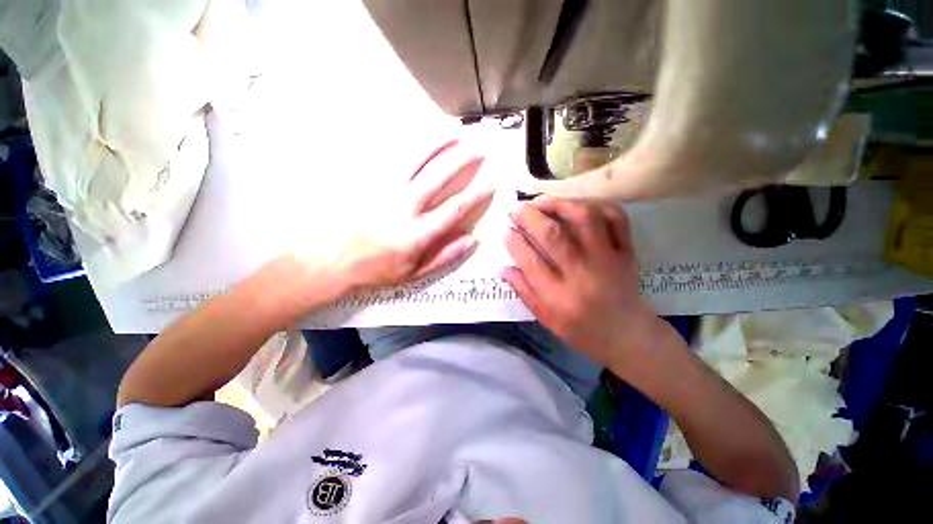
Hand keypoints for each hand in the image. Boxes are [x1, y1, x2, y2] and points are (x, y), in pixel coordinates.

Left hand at [336, 141, 493, 291]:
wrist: (337, 261)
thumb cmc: (379, 270)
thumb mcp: (415, 273)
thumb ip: (444, 256)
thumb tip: (471, 240)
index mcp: (417, 233)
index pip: (453, 209)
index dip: (474, 196)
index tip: (490, 184)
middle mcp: (404, 207)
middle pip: (437, 176)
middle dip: (461, 160)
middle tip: (478, 150)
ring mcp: (386, 191)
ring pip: (416, 160)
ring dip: (438, 145)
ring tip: (455, 135)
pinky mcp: (373, 184)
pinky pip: (395, 160)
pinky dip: (413, 148)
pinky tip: (424, 141)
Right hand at [501, 197, 666, 363]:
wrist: (628, 335)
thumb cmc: (582, 331)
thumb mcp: (546, 319)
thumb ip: (524, 292)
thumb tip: (503, 268)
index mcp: (559, 297)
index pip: (530, 261)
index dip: (514, 241)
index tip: (505, 230)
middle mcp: (583, 274)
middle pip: (553, 235)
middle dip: (529, 216)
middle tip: (515, 208)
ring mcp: (608, 259)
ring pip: (585, 219)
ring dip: (560, 204)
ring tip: (542, 201)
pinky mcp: (626, 251)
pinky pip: (615, 218)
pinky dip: (595, 205)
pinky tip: (576, 205)